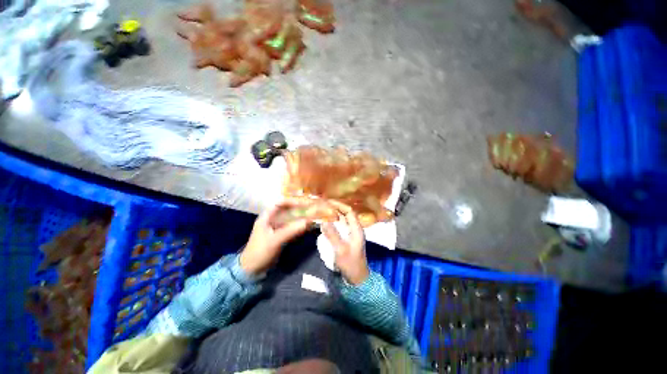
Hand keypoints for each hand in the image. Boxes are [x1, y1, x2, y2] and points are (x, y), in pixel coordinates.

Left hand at [240, 200, 309, 275]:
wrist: (252, 270)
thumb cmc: (260, 252)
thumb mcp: (275, 240)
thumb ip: (291, 230)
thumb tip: (308, 222)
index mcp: (266, 218)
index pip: (278, 204)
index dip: (290, 202)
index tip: (302, 203)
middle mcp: (271, 221)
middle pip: (285, 211)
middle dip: (297, 209)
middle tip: (310, 209)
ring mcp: (276, 229)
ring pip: (289, 220)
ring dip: (299, 218)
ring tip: (311, 217)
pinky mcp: (280, 236)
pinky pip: (290, 228)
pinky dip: (298, 227)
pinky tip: (306, 227)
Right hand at [321, 202, 368, 284]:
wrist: (357, 278)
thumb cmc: (350, 264)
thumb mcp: (340, 250)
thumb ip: (332, 235)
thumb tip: (323, 220)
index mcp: (357, 229)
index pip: (349, 211)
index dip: (339, 205)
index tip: (328, 202)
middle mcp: (355, 228)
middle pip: (346, 214)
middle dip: (335, 208)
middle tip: (323, 205)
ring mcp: (351, 233)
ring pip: (343, 220)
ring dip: (334, 215)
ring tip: (322, 211)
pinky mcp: (347, 238)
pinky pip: (340, 226)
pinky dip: (333, 222)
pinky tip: (325, 222)